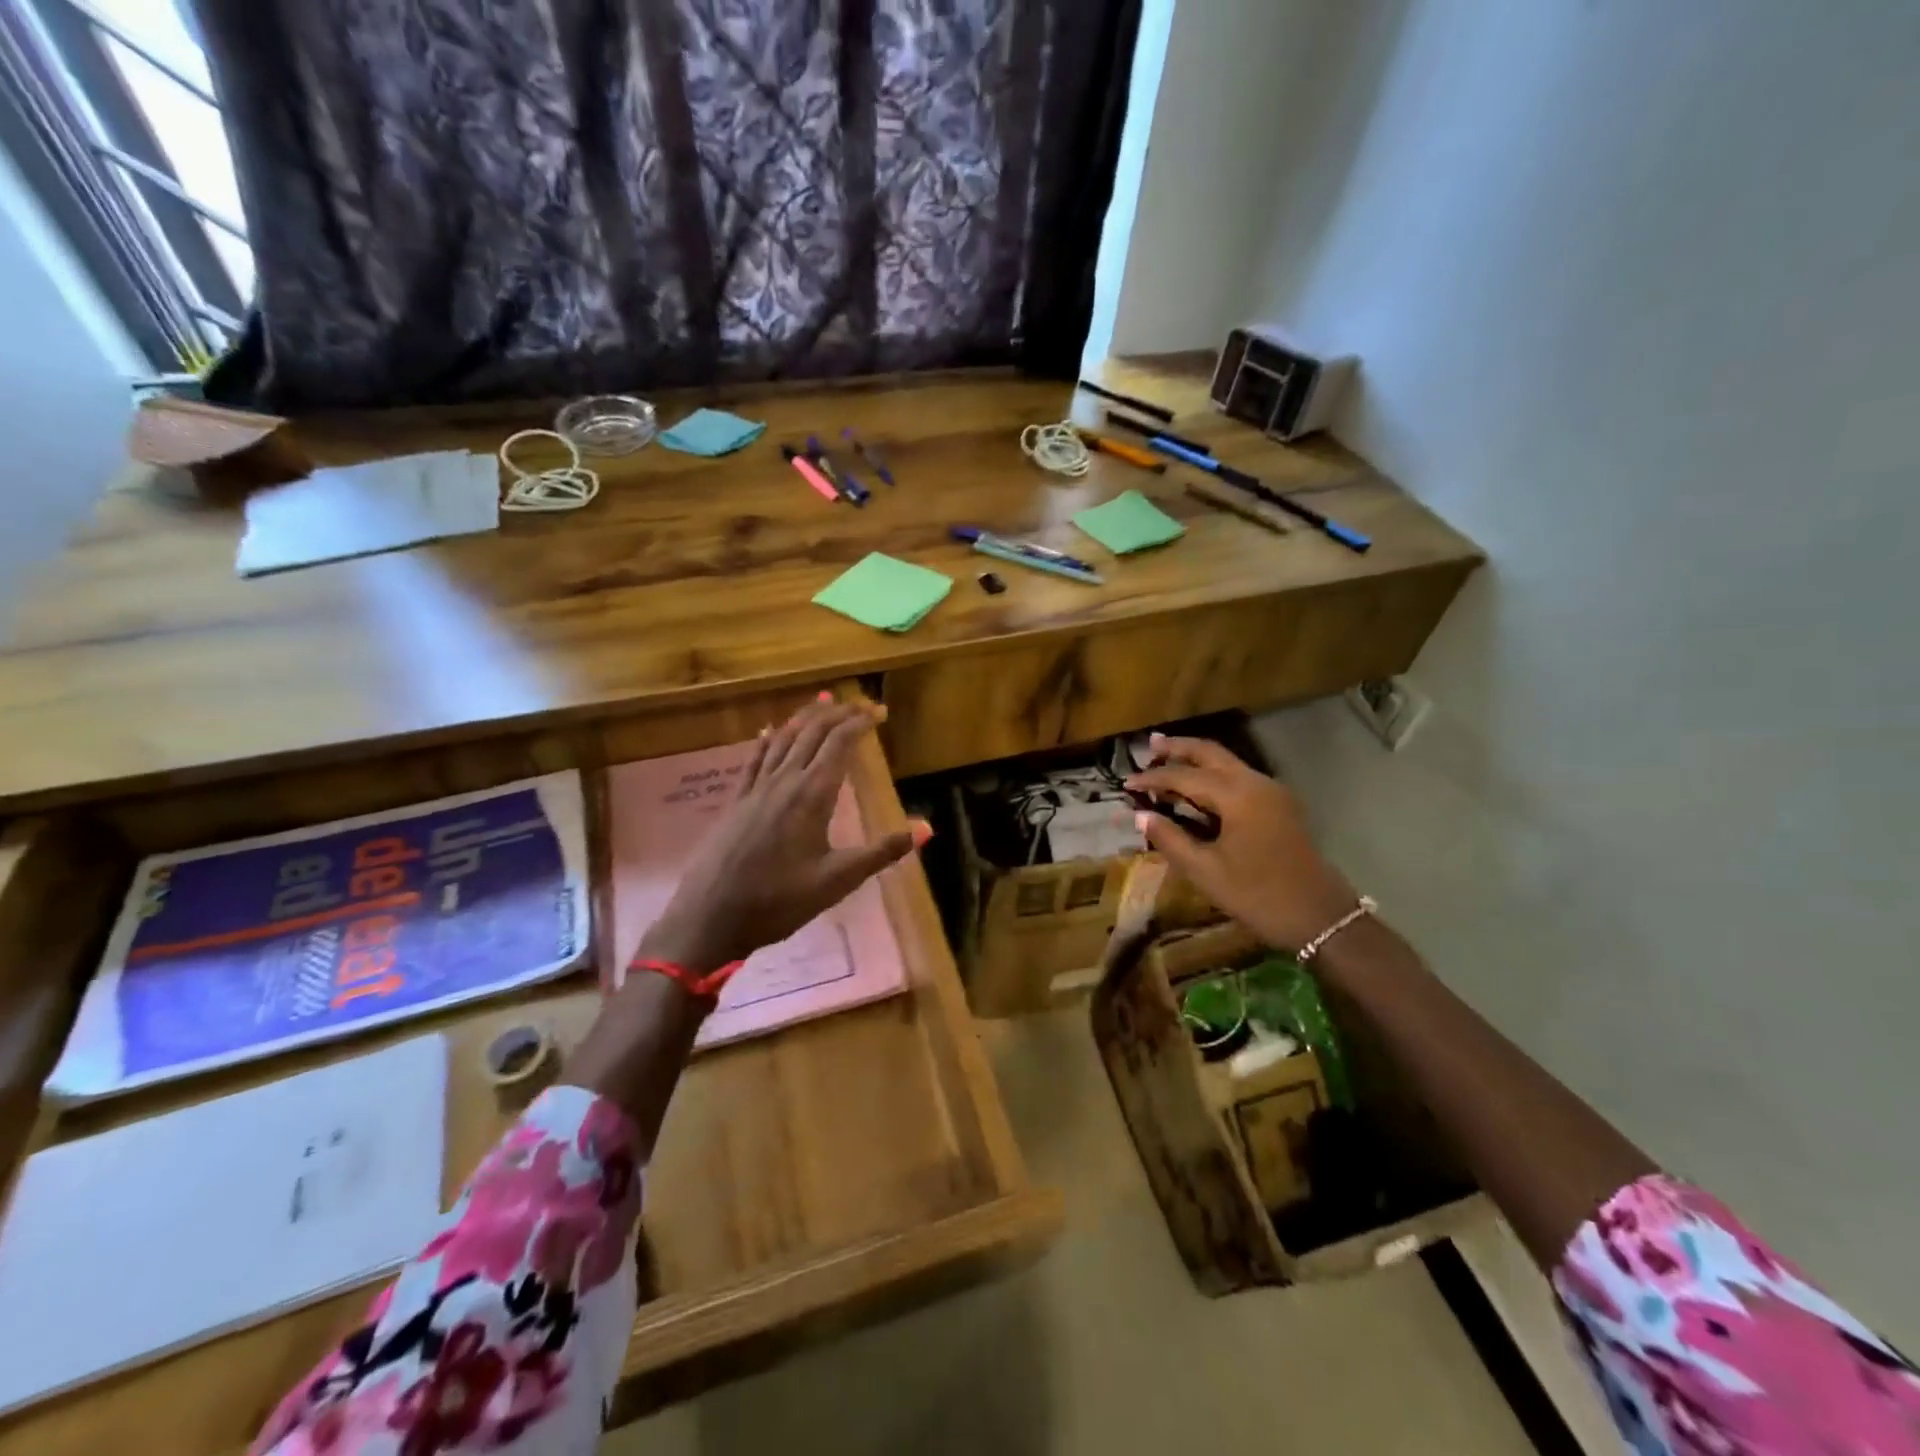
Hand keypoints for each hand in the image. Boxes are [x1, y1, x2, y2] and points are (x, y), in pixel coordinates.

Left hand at [640, 697, 923, 973]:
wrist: (708, 917)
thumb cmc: (778, 901)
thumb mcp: (837, 881)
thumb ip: (881, 852)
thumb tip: (927, 828)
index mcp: (812, 795)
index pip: (839, 743)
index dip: (860, 722)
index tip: (880, 712)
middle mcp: (784, 781)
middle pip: (811, 732)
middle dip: (837, 713)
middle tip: (859, 704)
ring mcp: (755, 789)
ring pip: (783, 739)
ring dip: (805, 718)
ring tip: (822, 703)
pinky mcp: (736, 801)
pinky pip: (754, 758)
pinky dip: (768, 739)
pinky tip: (769, 732)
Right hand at [1124, 734, 1357, 952]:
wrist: (1320, 918)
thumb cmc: (1258, 895)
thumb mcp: (1206, 871)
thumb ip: (1170, 839)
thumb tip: (1140, 816)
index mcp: (1237, 796)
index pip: (1185, 776)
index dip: (1153, 778)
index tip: (1125, 783)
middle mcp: (1256, 783)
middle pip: (1210, 753)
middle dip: (1178, 748)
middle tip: (1150, 745)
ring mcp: (1272, 792)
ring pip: (1227, 762)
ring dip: (1196, 759)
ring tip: (1166, 758)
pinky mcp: (1279, 805)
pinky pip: (1238, 777)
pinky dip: (1213, 774)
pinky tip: (1196, 786)